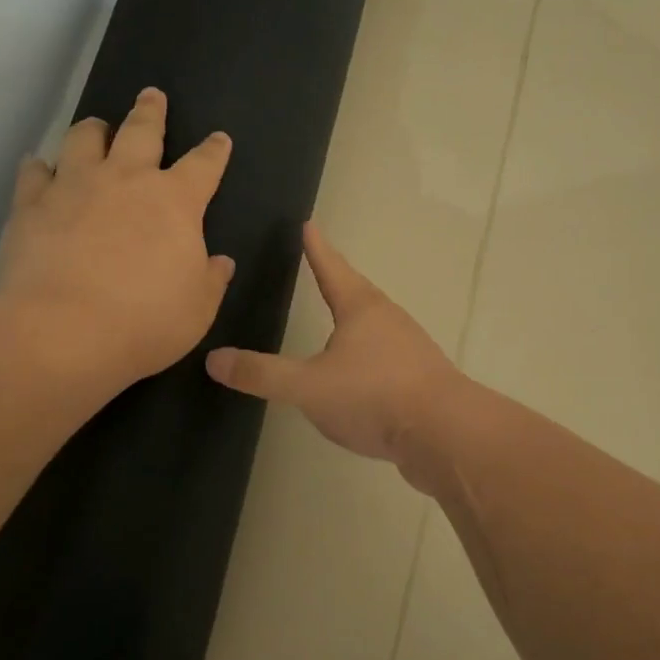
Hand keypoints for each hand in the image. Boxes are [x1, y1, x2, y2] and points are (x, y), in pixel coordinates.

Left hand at [0, 88, 233, 392]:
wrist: (63, 332)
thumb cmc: (145, 321)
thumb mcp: (198, 309)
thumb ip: (211, 279)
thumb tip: (220, 262)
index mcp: (176, 202)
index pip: (204, 165)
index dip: (214, 150)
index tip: (219, 138)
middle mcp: (126, 180)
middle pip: (141, 131)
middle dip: (150, 111)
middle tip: (151, 94)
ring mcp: (75, 187)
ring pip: (84, 139)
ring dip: (94, 129)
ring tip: (96, 126)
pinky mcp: (32, 205)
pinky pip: (35, 173)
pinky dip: (40, 167)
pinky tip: (39, 168)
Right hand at [205, 224, 462, 467]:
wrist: (445, 434)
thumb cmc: (373, 395)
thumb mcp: (308, 386)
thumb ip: (262, 373)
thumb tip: (214, 358)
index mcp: (361, 309)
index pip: (332, 268)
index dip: (317, 248)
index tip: (309, 225)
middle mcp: (388, 320)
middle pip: (358, 293)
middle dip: (339, 281)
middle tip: (322, 268)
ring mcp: (409, 349)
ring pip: (375, 326)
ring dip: (355, 320)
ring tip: (338, 322)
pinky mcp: (420, 380)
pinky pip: (386, 358)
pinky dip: (367, 356)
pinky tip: (359, 376)